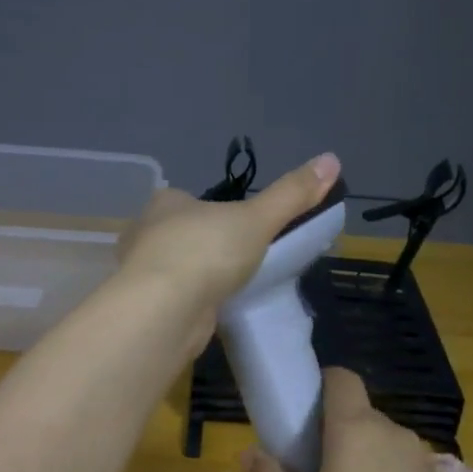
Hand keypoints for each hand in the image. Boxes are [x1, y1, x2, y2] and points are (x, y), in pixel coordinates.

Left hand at [116, 153, 340, 334]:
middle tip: (236, 261)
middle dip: (202, 246)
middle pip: (178, 234)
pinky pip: (171, 298)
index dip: (212, 211)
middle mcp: (145, 233)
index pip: (187, 200)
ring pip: (172, 268)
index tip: (238, 229)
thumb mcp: (257, 220)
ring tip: (226, 288)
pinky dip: (188, 303)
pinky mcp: (145, 307)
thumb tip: (332, 159)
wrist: (164, 311)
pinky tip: (207, 312)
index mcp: (165, 203)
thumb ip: (291, 195)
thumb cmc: (205, 252)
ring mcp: (140, 273)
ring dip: (193, 277)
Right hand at [244, 368, 472, 471]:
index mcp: (357, 432)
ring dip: (357, 460)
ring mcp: (425, 466)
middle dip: (330, 434)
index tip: (296, 419)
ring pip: (381, 445)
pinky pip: (402, 471)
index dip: (317, 386)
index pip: (341, 379)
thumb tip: (249, 453)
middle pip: (358, 415)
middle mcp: (395, 437)